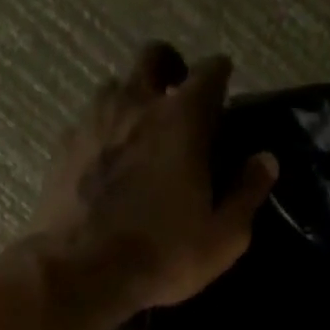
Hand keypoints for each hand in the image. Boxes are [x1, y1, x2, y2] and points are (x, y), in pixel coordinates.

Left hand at [31, 41, 278, 322]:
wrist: (83, 271)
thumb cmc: (163, 255)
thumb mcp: (222, 237)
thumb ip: (247, 194)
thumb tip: (265, 160)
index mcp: (183, 120)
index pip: (210, 72)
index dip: (221, 76)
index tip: (225, 88)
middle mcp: (136, 104)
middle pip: (154, 57)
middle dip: (171, 68)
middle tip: (178, 96)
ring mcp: (94, 121)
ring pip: (115, 86)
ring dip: (132, 99)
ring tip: (139, 132)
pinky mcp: (64, 147)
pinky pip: (87, 123)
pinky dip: (102, 133)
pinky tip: (106, 162)